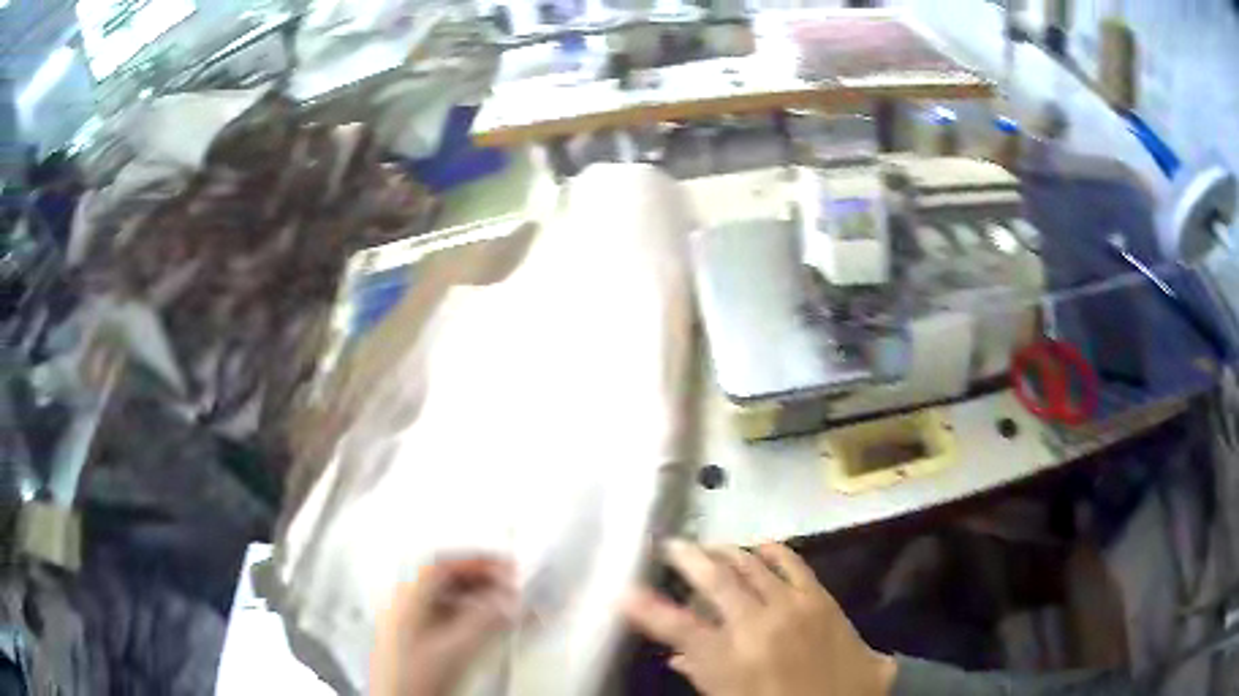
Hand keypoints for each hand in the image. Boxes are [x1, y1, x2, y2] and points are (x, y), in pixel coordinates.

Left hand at [370, 557, 517, 695]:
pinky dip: (472, 618)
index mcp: (408, 599)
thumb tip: (506, 600)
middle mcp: (405, 607)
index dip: (477, 561)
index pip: (442, 565)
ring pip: (448, 601)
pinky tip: (489, 628)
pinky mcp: (416, 644)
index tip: (505, 566)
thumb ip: (485, 620)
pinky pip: (447, 619)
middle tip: (509, 584)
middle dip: (482, 580)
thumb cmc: (412, 679)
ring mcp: (409, 625)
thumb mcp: (456, 647)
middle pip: (446, 581)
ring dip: (479, 600)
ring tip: (506, 606)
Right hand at [623, 541, 896, 695]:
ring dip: (725, 552)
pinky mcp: (818, 595)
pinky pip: (790, 561)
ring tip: (709, 547)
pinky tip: (758, 547)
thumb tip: (676, 656)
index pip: (677, 628)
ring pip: (749, 565)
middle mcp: (756, 626)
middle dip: (687, 558)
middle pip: (714, 580)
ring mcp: (791, 606)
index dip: (647, 608)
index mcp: (729, 661)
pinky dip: (770, 550)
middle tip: (671, 545)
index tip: (625, 591)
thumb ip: (702, 675)